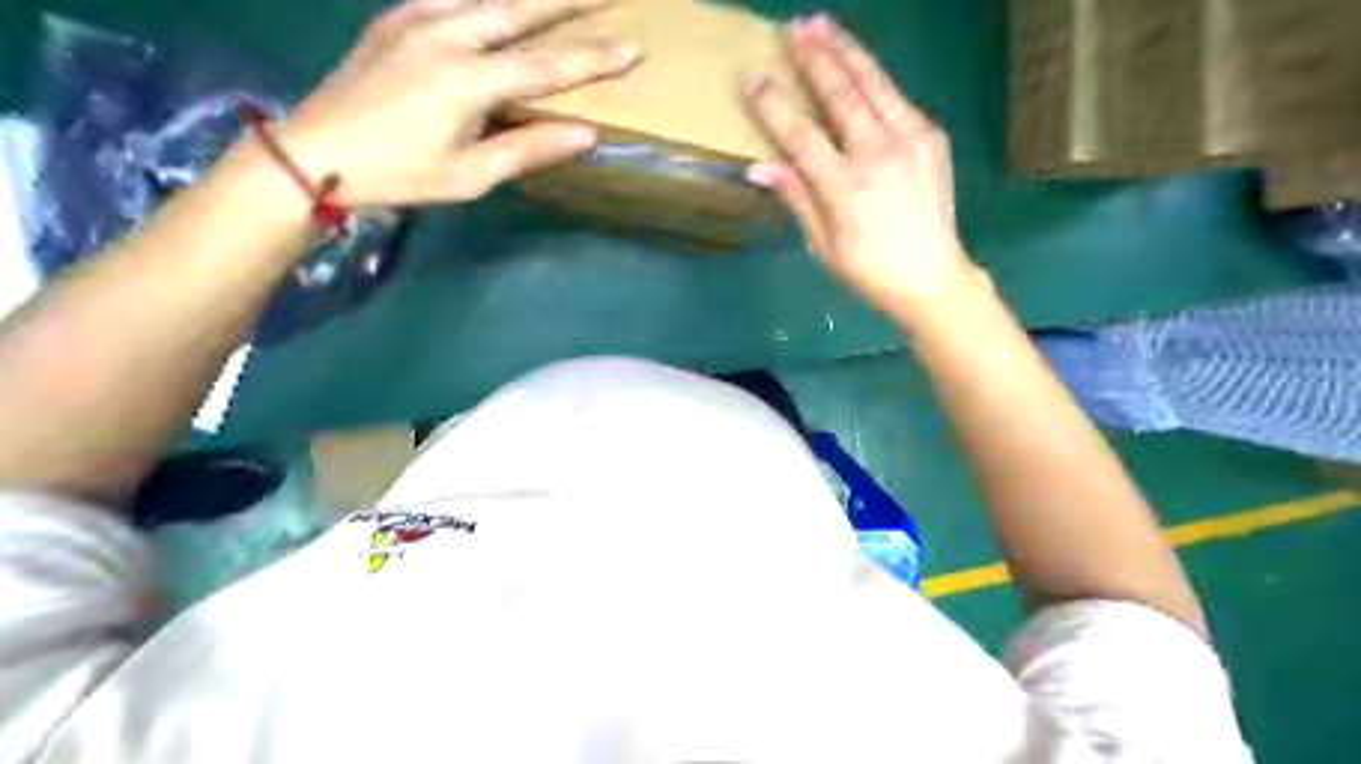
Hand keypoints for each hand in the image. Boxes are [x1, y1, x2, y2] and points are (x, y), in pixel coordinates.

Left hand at [278, 1, 640, 205]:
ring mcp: (416, 21)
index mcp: (468, 82)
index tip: (633, 47)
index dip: (593, 58)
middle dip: (569, 0)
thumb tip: (587, 133)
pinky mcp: (395, 19)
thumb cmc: (400, 174)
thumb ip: (528, 149)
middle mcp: (446, 38)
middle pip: (520, 10)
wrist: (316, 154)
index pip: (546, 66)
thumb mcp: (469, 176)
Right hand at [744, 15, 977, 319]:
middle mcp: (880, 156)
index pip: (801, 135)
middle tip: (791, 28)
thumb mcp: (822, 245)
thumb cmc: (868, 270)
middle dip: (813, 58)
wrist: (932, 276)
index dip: (774, 105)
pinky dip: (871, 76)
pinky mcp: (931, 136)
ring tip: (821, 24)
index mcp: (846, 190)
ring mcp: (912, 140)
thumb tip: (758, 166)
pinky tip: (855, 64)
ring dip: (845, 50)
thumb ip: (796, 197)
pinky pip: (895, 97)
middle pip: (841, 94)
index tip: (752, 78)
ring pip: (873, 83)